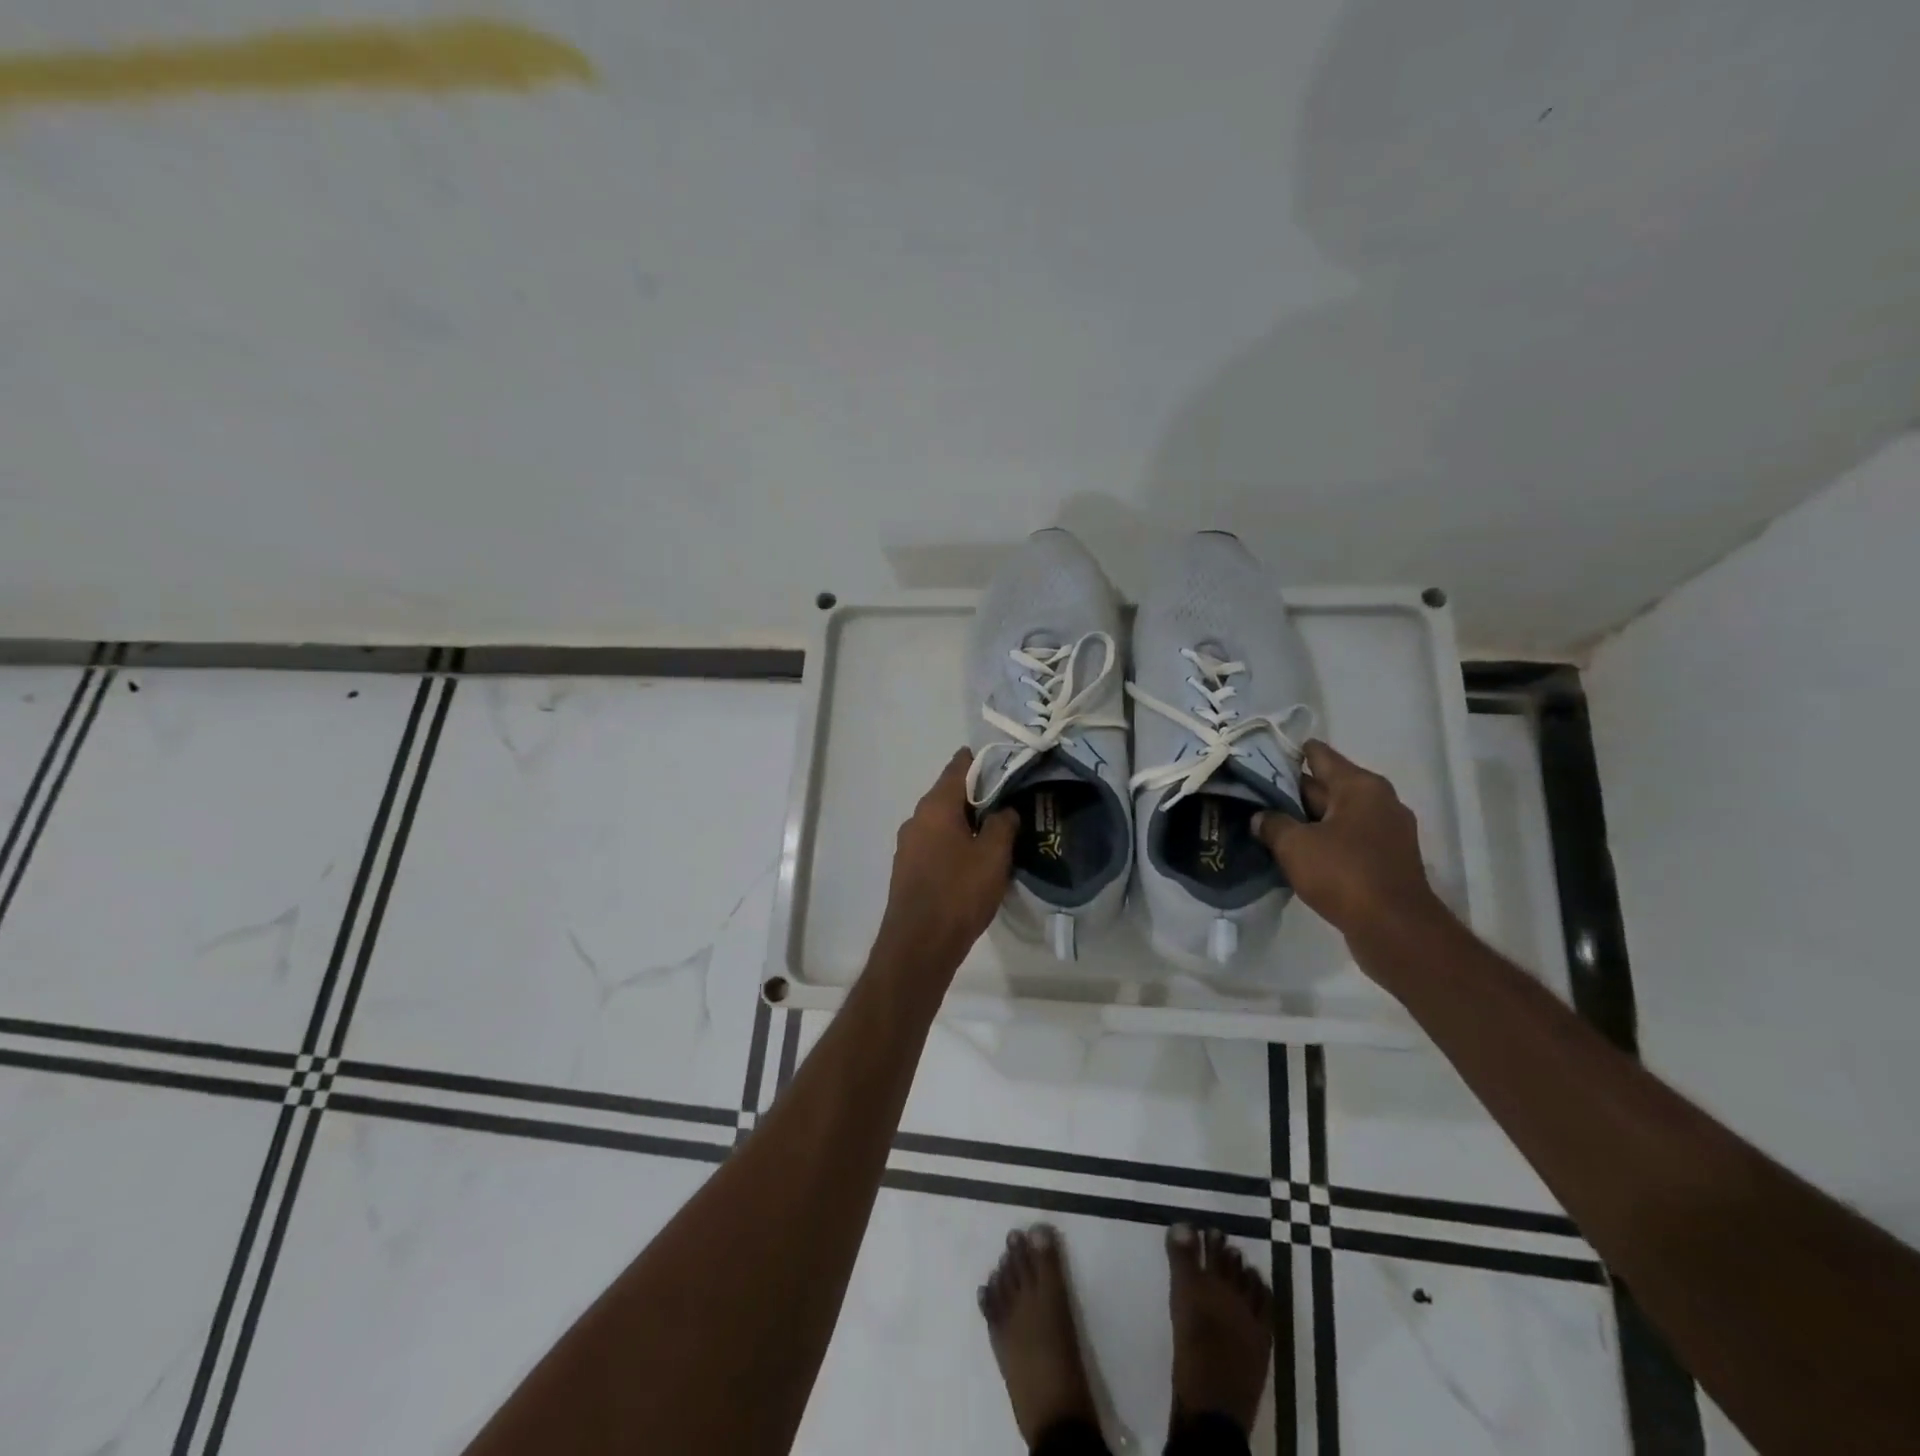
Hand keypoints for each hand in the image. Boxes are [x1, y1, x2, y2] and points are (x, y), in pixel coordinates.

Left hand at [872, 749, 1018, 979]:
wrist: (919, 945)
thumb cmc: (959, 893)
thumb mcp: (993, 856)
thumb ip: (1003, 824)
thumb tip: (1005, 809)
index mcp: (935, 806)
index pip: (959, 766)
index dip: (983, 761)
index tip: (1007, 763)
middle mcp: (917, 818)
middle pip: (950, 793)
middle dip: (979, 793)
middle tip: (1011, 799)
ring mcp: (908, 844)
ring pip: (943, 820)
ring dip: (967, 820)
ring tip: (998, 830)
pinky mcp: (909, 868)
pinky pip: (936, 842)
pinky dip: (955, 841)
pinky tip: (975, 858)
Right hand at [1255, 741, 1447, 939]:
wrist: (1395, 930)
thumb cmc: (1344, 874)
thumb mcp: (1294, 845)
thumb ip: (1272, 824)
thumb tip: (1261, 817)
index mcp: (1360, 786)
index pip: (1319, 755)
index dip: (1287, 754)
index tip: (1258, 757)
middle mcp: (1379, 801)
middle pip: (1326, 786)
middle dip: (1291, 791)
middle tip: (1253, 794)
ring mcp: (1386, 832)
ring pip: (1334, 816)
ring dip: (1305, 820)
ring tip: (1267, 824)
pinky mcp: (1385, 860)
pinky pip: (1345, 840)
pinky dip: (1321, 842)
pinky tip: (1294, 852)